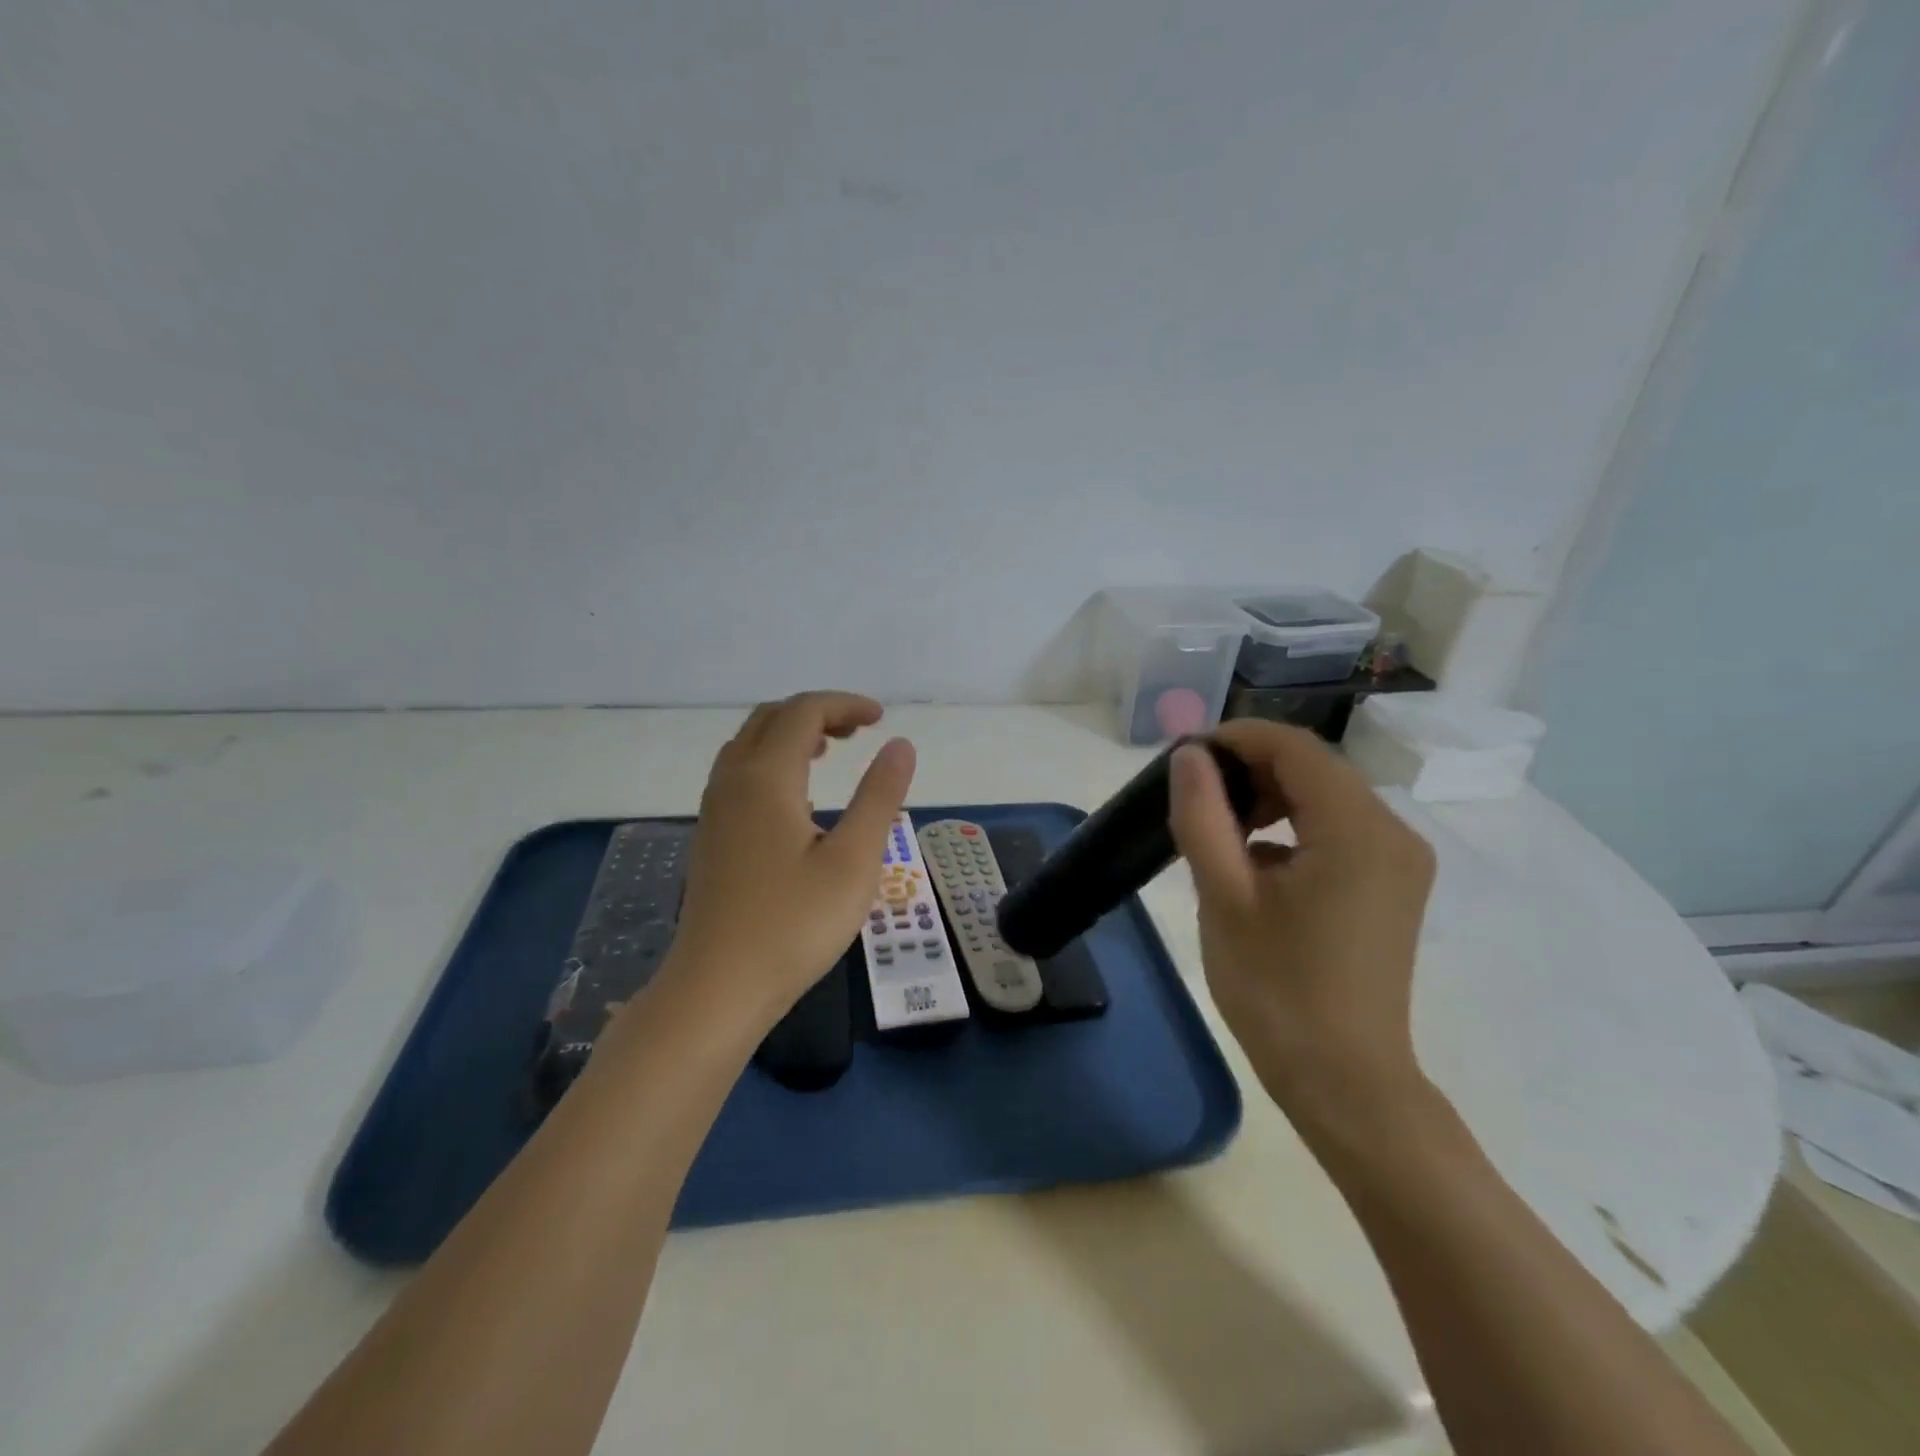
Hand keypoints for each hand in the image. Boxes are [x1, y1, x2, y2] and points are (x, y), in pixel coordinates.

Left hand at [661, 691, 915, 1035]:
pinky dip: (773, 761)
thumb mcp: (853, 860)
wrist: (717, 988)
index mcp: (765, 777)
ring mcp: (715, 809)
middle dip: (817, 713)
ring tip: (832, 752)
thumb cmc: (793, 925)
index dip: (845, 705)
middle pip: (771, 719)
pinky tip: (799, 797)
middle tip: (860, 732)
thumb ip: (879, 797)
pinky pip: (740, 772)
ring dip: (791, 735)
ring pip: (750, 745)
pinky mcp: (712, 835)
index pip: (803, 712)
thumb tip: (900, 745)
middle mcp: (732, 781)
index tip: (881, 720)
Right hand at [1168, 721, 1435, 1122]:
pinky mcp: (1392, 886)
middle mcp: (1393, 832)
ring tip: (1217, 830)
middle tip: (1194, 797)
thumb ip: (1203, 815)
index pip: (1294, 747)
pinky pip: (1337, 831)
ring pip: (1325, 798)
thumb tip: (1190, 756)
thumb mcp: (1225, 896)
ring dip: (1268, 798)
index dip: (1235, 738)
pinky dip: (1292, 829)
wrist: (1344, 1081)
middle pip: (1314, 768)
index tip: (1184, 758)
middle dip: (1249, 769)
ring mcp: (1399, 861)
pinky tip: (1254, 865)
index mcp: (1358, 829)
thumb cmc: (1276, 989)